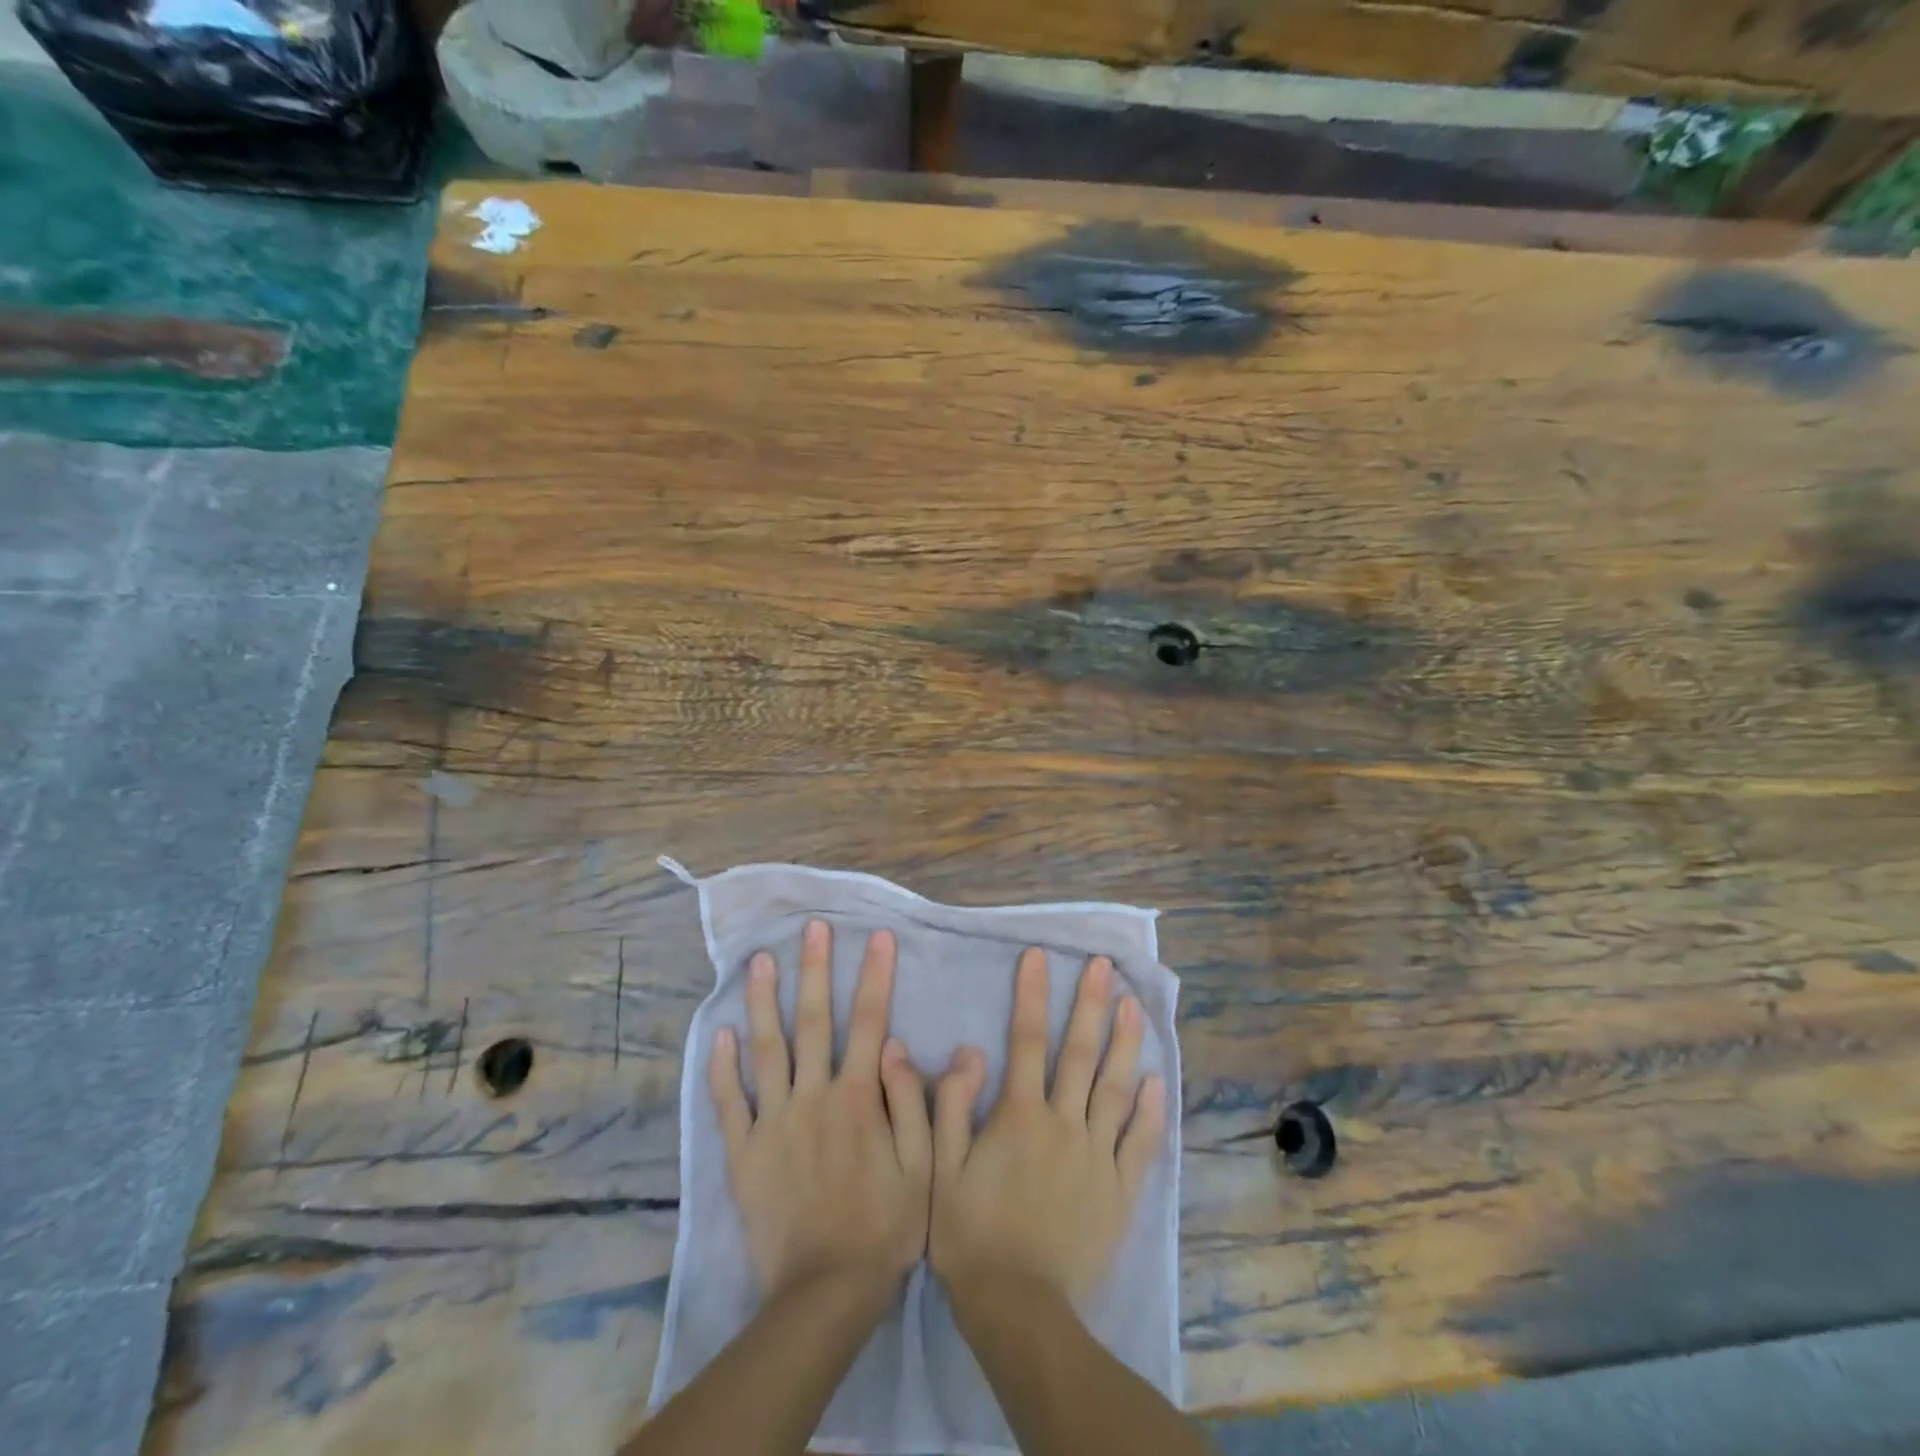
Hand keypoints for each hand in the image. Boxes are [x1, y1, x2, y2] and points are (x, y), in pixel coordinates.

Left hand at [708, 919, 931, 1303]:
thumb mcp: (922, 1168)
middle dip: (814, 970)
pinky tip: (719, 1033)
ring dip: (763, 1001)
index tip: (877, 937)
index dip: (874, 976)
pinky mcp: (744, 1152)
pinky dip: (722, 1068)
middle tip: (811, 929)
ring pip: (767, 1049)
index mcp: (859, 1098)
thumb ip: (911, 1103)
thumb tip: (899, 1045)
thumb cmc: (884, 1228)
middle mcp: (814, 1096)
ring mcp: (774, 1121)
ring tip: (759, 961)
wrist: (824, 1293)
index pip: (869, 1021)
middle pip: (813, 1021)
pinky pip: (729, 1103)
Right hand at [930, 949, 1167, 1302]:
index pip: (1027, 1040)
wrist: (1019, 1310)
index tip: (1037, 956)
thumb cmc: (971, 1234)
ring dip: (1125, 1043)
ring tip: (1134, 1005)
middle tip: (1103, 965)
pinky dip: (1150, 1112)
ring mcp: (1097, 1156)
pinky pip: (1139, 1144)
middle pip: (1079, 1053)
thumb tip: (967, 1050)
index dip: (1032, 994)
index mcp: (1020, 1115)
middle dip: (1090, 1004)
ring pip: (1115, 1088)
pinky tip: (1157, 1082)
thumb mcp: (941, 1169)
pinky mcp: (1119, 1191)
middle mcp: (1064, 1123)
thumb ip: (950, 1105)